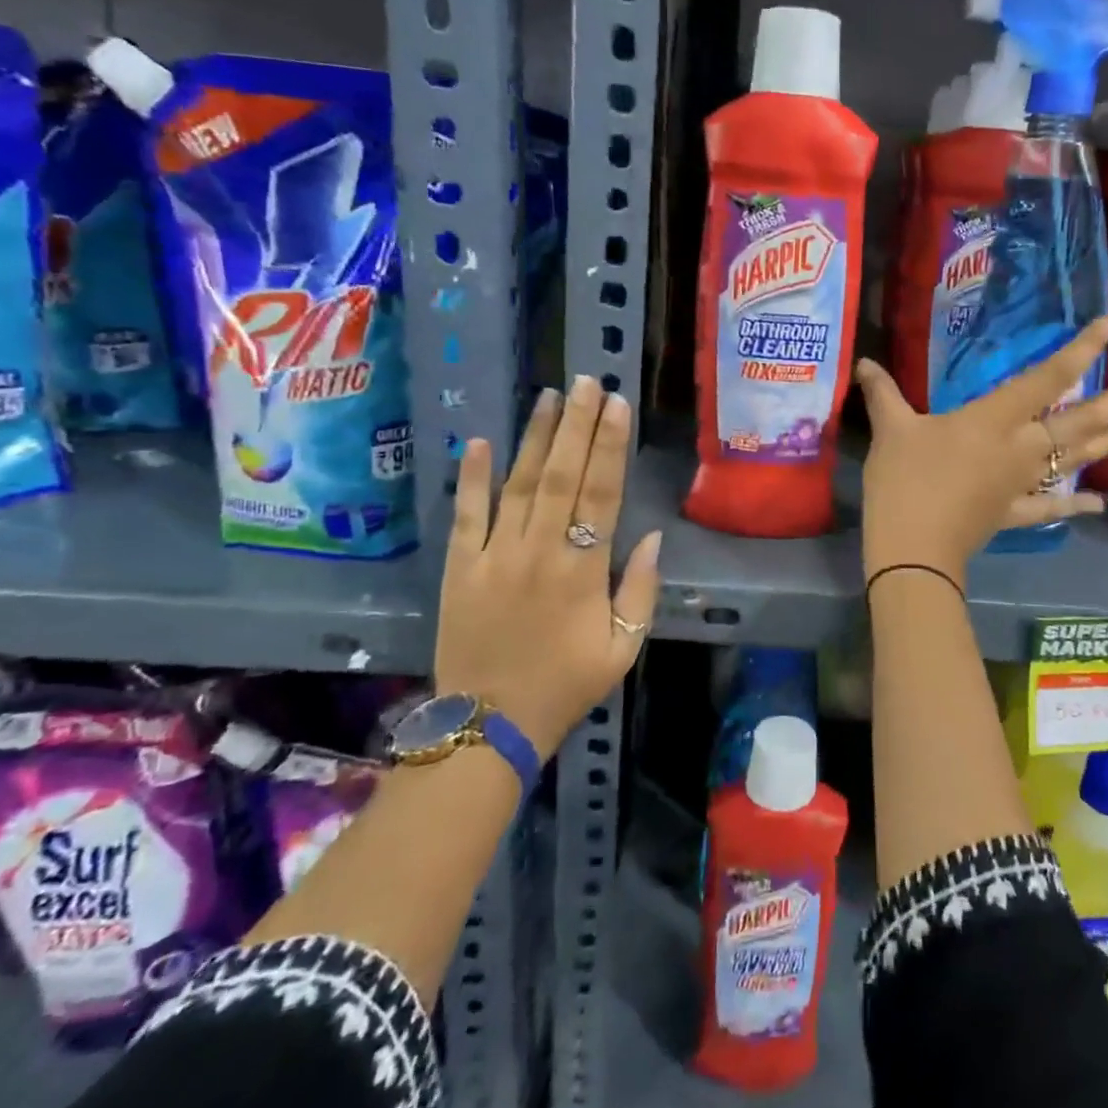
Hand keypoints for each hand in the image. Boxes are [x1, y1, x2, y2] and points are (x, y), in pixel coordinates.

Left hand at [434, 376, 661, 755]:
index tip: (617, 405)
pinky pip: (465, 516)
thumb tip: (648, 537)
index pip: (600, 494)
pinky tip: (478, 441)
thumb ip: (639, 591)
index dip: (610, 446)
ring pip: (517, 485)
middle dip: (577, 426)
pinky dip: (471, 478)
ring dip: (535, 438)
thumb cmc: (566, 686)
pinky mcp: (458, 568)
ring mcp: (493, 556)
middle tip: (587, 381)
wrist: (489, 726)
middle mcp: (538, 552)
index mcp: (582, 571)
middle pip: (561, 476)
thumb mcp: (623, 648)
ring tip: (550, 396)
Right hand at [853, 316, 1107, 585]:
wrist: (913, 548)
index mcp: (995, 419)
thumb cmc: (905, 480)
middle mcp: (1020, 447)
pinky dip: (1073, 505)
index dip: (1081, 349)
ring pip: (1074, 459)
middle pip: (1077, 421)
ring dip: (1107, 443)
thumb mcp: (891, 429)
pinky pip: (1049, 507)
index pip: (1047, 378)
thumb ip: (882, 392)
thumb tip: (863, 361)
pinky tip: (1097, 503)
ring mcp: (1022, 484)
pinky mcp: (1013, 513)